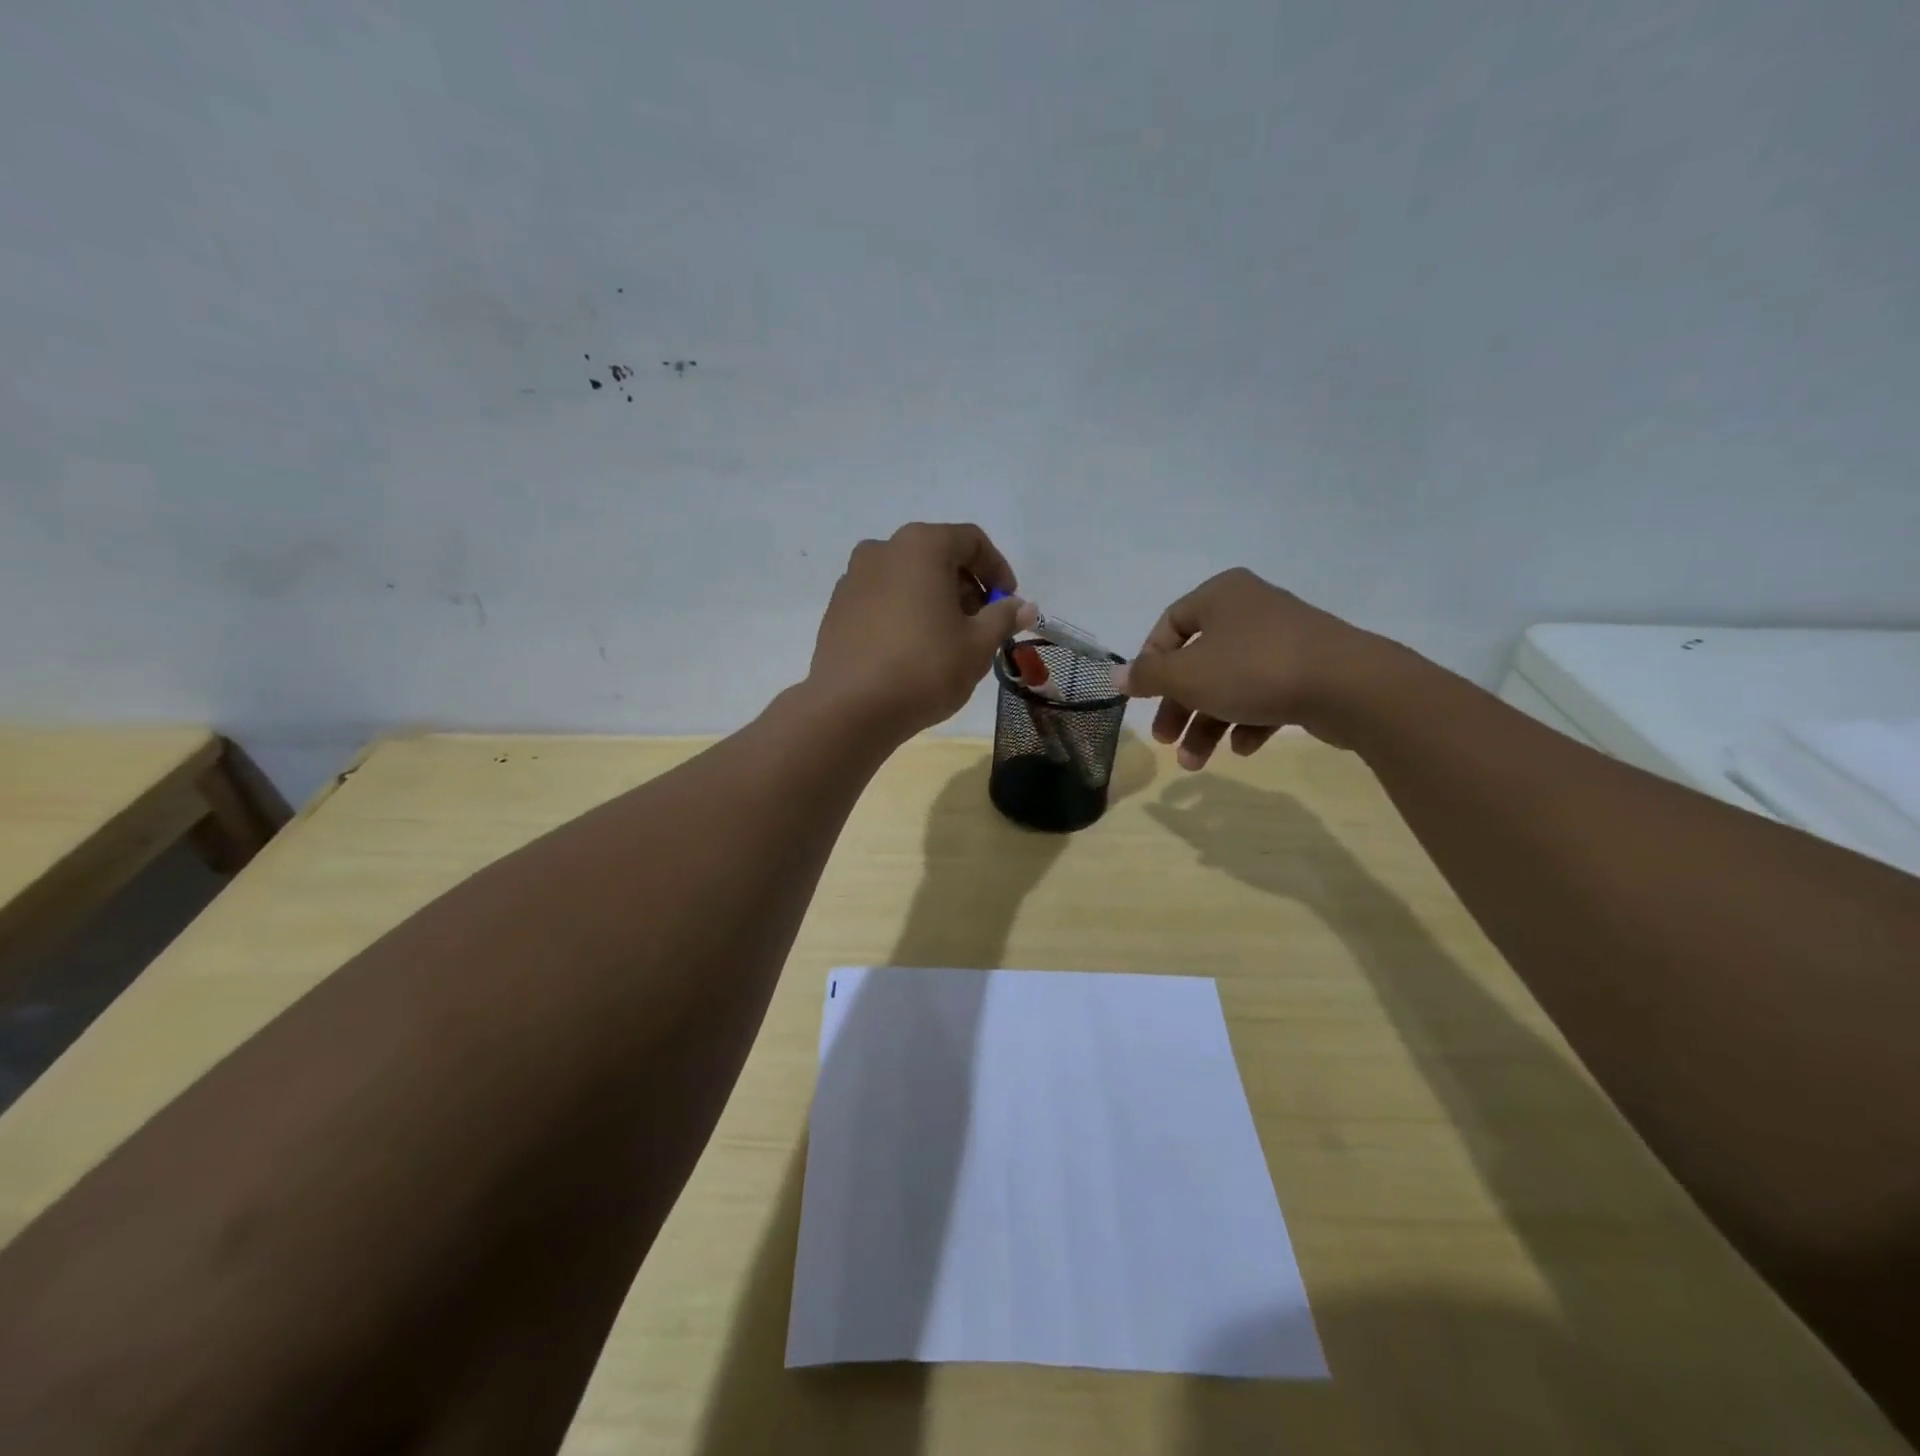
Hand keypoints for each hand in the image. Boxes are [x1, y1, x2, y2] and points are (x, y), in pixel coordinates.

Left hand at [810, 523, 1033, 738]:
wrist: (850, 709)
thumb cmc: (924, 668)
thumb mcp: (978, 645)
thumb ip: (1003, 618)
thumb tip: (1023, 606)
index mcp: (920, 545)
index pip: (971, 541)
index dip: (998, 570)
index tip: (1009, 603)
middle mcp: (882, 550)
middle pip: (937, 556)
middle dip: (966, 587)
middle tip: (981, 626)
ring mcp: (853, 578)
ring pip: (907, 578)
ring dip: (934, 600)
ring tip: (947, 641)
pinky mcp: (837, 608)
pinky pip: (882, 599)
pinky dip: (904, 613)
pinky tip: (912, 650)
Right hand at [1113, 568, 1400, 766]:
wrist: (1350, 686)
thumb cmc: (1254, 670)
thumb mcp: (1188, 675)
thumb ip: (1148, 676)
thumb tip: (1115, 676)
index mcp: (1221, 596)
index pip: (1170, 624)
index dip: (1151, 663)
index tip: (1144, 697)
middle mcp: (1251, 610)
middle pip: (1199, 661)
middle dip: (1179, 707)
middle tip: (1165, 740)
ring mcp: (1284, 640)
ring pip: (1230, 683)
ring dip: (1208, 724)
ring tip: (1196, 763)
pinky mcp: (1310, 670)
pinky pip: (1266, 694)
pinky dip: (1248, 721)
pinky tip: (1244, 748)